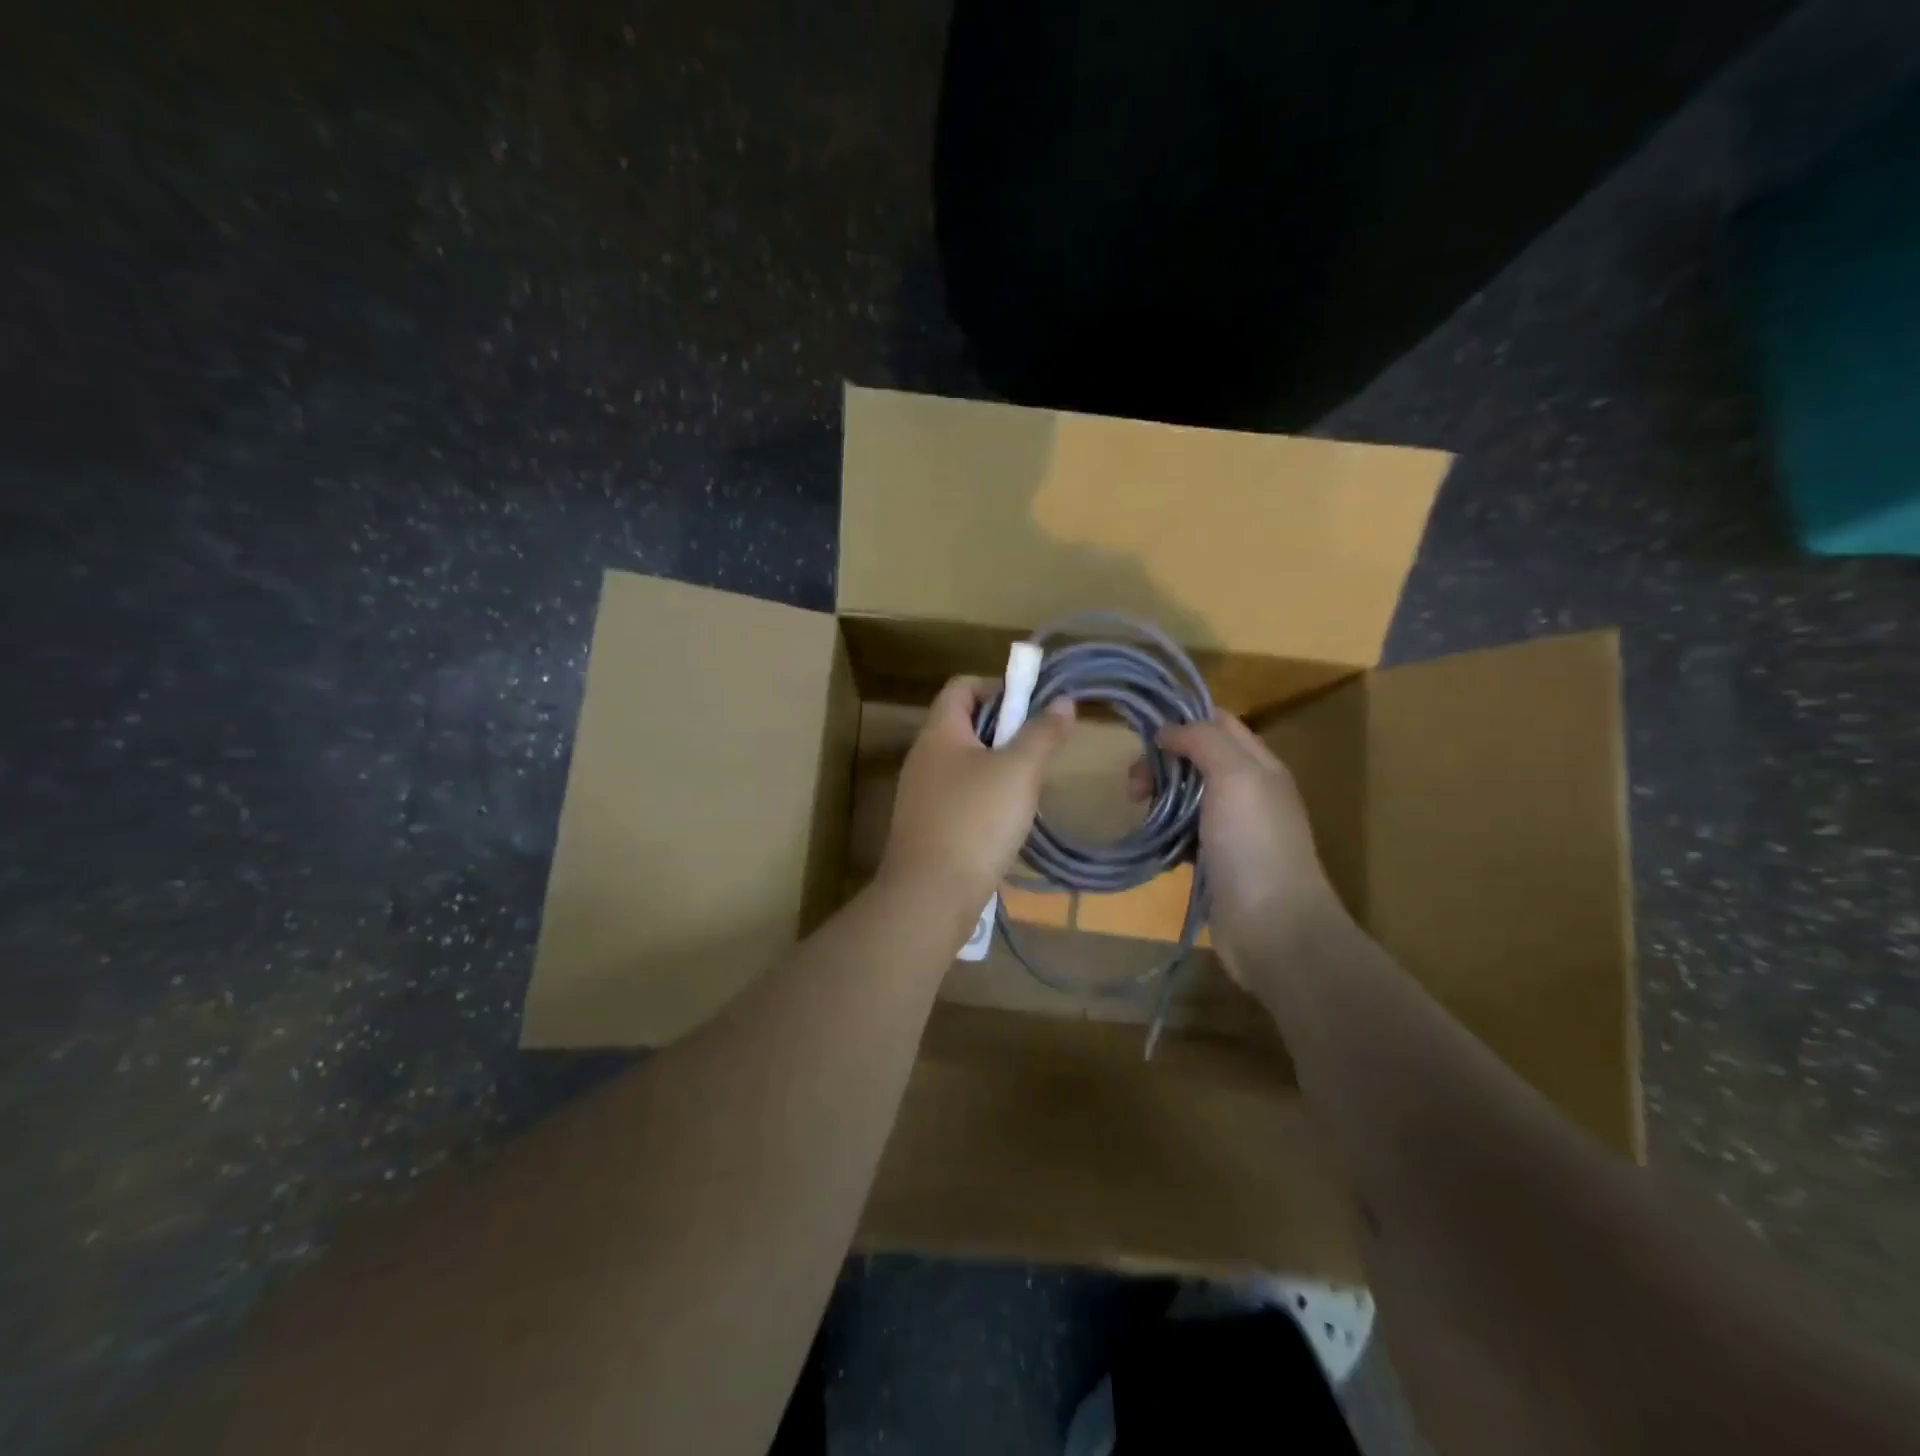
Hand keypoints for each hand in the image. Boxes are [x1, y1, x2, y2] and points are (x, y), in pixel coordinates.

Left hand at [880, 675, 1075, 926]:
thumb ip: (1042, 733)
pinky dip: (986, 796)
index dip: (998, 685)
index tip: (1032, 703)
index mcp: (939, 732)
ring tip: (1031, 784)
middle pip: (964, 723)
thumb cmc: (975, 821)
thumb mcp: (1019, 771)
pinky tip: (1009, 819)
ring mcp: (922, 794)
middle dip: (1004, 728)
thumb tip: (1063, 701)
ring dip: (998, 765)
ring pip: (965, 762)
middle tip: (1039, 746)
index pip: (962, 686)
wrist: (931, 895)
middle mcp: (924, 757)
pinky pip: (960, 796)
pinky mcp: (928, 826)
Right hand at [1147, 714, 1348, 992]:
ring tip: (1140, 814)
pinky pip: (1182, 833)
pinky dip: (1164, 832)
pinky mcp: (1215, 860)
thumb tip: (1166, 730)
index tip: (1142, 731)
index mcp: (1258, 764)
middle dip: (1161, 763)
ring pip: (1185, 796)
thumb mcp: (1234, 776)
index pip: (1218, 722)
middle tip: (1134, 787)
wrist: (1273, 925)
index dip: (1182, 719)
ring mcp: (1232, 828)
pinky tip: (1152, 842)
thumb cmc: (1253, 842)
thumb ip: (1202, 741)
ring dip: (1158, 798)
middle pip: (1195, 758)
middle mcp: (1247, 790)